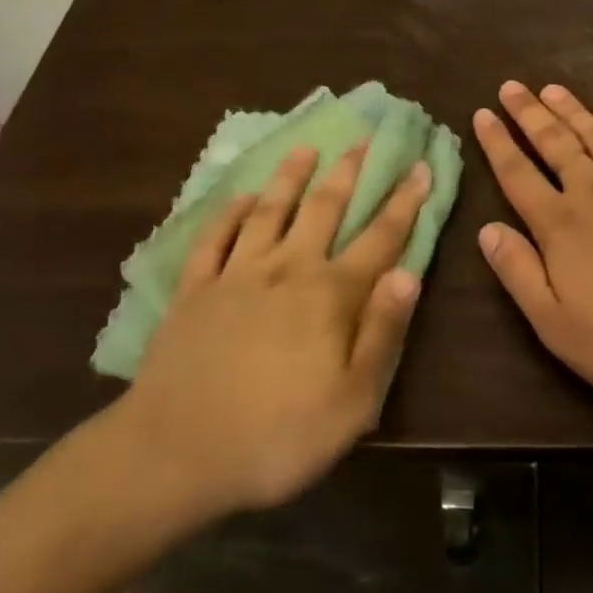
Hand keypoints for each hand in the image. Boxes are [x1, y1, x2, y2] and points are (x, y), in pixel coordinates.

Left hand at [70, 145, 429, 543]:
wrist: (173, 453)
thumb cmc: (276, 437)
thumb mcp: (352, 403)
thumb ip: (382, 333)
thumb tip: (408, 273)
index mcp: (330, 295)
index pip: (379, 238)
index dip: (404, 202)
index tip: (420, 166)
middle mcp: (287, 269)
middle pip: (324, 208)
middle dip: (348, 171)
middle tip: (362, 138)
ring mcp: (236, 274)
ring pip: (269, 211)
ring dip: (290, 177)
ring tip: (305, 148)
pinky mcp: (194, 289)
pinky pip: (214, 239)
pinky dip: (228, 213)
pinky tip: (240, 197)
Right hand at [473, 82, 592, 409]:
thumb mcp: (559, 326)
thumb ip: (519, 273)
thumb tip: (486, 229)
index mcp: (561, 226)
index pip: (518, 175)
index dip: (497, 143)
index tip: (482, 113)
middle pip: (555, 144)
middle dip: (529, 113)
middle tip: (511, 86)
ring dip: (571, 110)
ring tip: (551, 89)